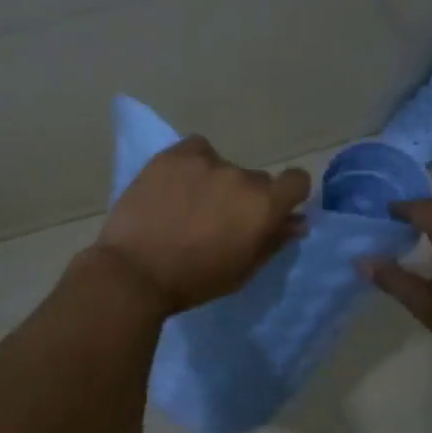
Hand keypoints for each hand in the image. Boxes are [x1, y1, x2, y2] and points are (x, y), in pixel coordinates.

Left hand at [95, 136, 311, 314]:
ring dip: (214, 182)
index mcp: (264, 206)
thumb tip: (297, 222)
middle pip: (254, 180)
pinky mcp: (174, 155)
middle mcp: (241, 177)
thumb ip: (273, 242)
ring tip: (186, 205)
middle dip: (243, 197)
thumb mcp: (242, 271)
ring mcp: (206, 161)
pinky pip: (196, 151)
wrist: (135, 272)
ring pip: (222, 166)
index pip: (297, 181)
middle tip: (216, 219)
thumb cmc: (194, 281)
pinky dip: (191, 164)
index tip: (269, 211)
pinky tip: (174, 186)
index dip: (287, 194)